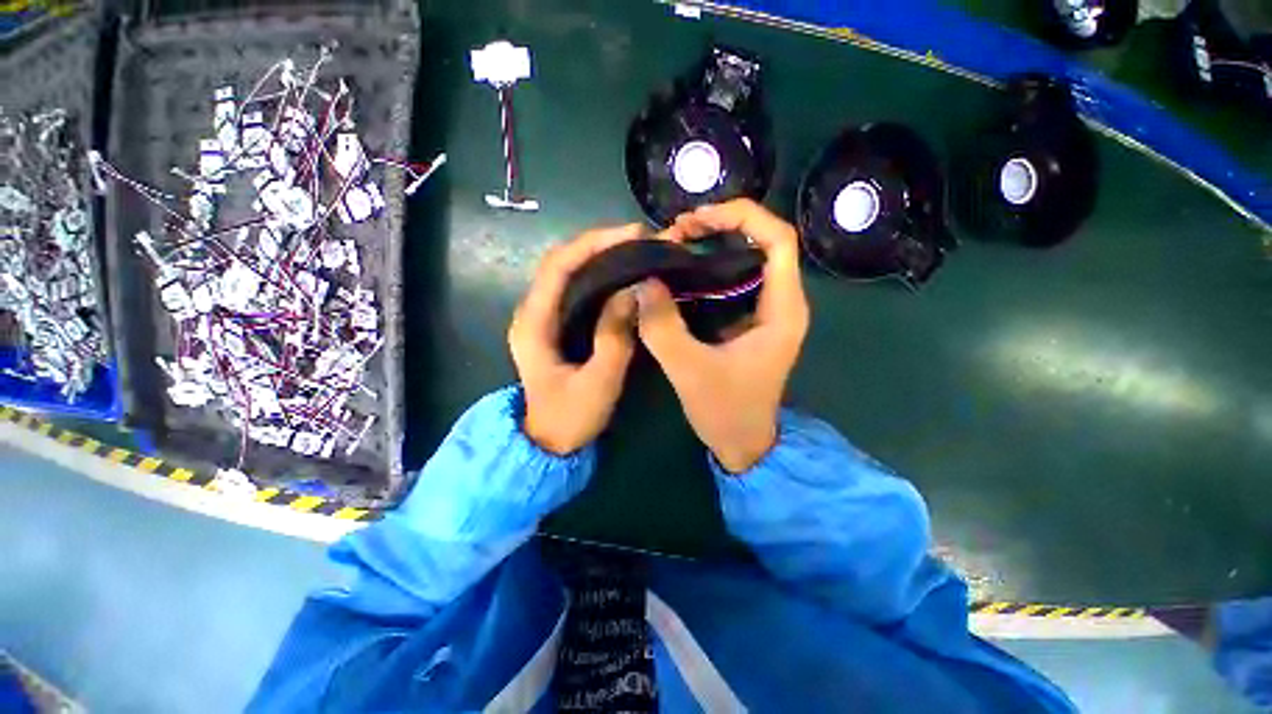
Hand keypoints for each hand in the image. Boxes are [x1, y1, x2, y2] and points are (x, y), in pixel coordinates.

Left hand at [509, 224, 642, 453]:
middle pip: (561, 262)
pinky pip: (574, 289)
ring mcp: (540, 318)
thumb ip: (614, 338)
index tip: (630, 235)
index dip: (593, 244)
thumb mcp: (598, 383)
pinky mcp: (553, 326)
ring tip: (634, 251)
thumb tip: (631, 291)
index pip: (558, 266)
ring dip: (598, 257)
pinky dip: (597, 276)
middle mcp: (531, 312)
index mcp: (534, 323)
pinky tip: (620, 276)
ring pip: (567, 273)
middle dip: (598, 244)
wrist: (547, 443)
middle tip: (639, 240)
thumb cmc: (569, 418)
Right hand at [637, 199, 809, 472]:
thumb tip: (643, 282)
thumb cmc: (726, 412)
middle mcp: (782, 303)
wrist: (744, 445)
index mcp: (782, 310)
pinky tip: (681, 272)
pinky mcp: (750, 321)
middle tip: (677, 231)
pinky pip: (734, 281)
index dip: (742, 216)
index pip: (779, 239)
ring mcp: (767, 312)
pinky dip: (709, 268)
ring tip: (675, 244)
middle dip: (721, 226)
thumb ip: (663, 327)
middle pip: (763, 241)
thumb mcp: (689, 371)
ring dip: (713, 245)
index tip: (697, 220)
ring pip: (747, 259)